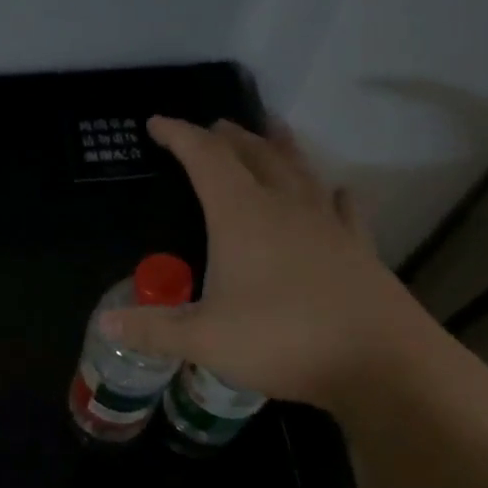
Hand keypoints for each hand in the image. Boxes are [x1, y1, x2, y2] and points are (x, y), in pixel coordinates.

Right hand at [101, 116, 435, 415]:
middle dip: (227, 137)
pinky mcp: (359, 249)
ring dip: (279, 147)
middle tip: (211, 127)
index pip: (205, 159)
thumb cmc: (283, 340)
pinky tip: (336, 191)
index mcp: (242, 216)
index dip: (179, 136)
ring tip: (270, 129)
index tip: (157, 123)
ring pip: (300, 170)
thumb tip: (105, 323)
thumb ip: (153, 329)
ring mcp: (327, 226)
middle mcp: (285, 208)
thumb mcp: (204, 339)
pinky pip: (343, 208)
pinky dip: (330, 192)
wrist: (383, 363)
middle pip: (254, 155)